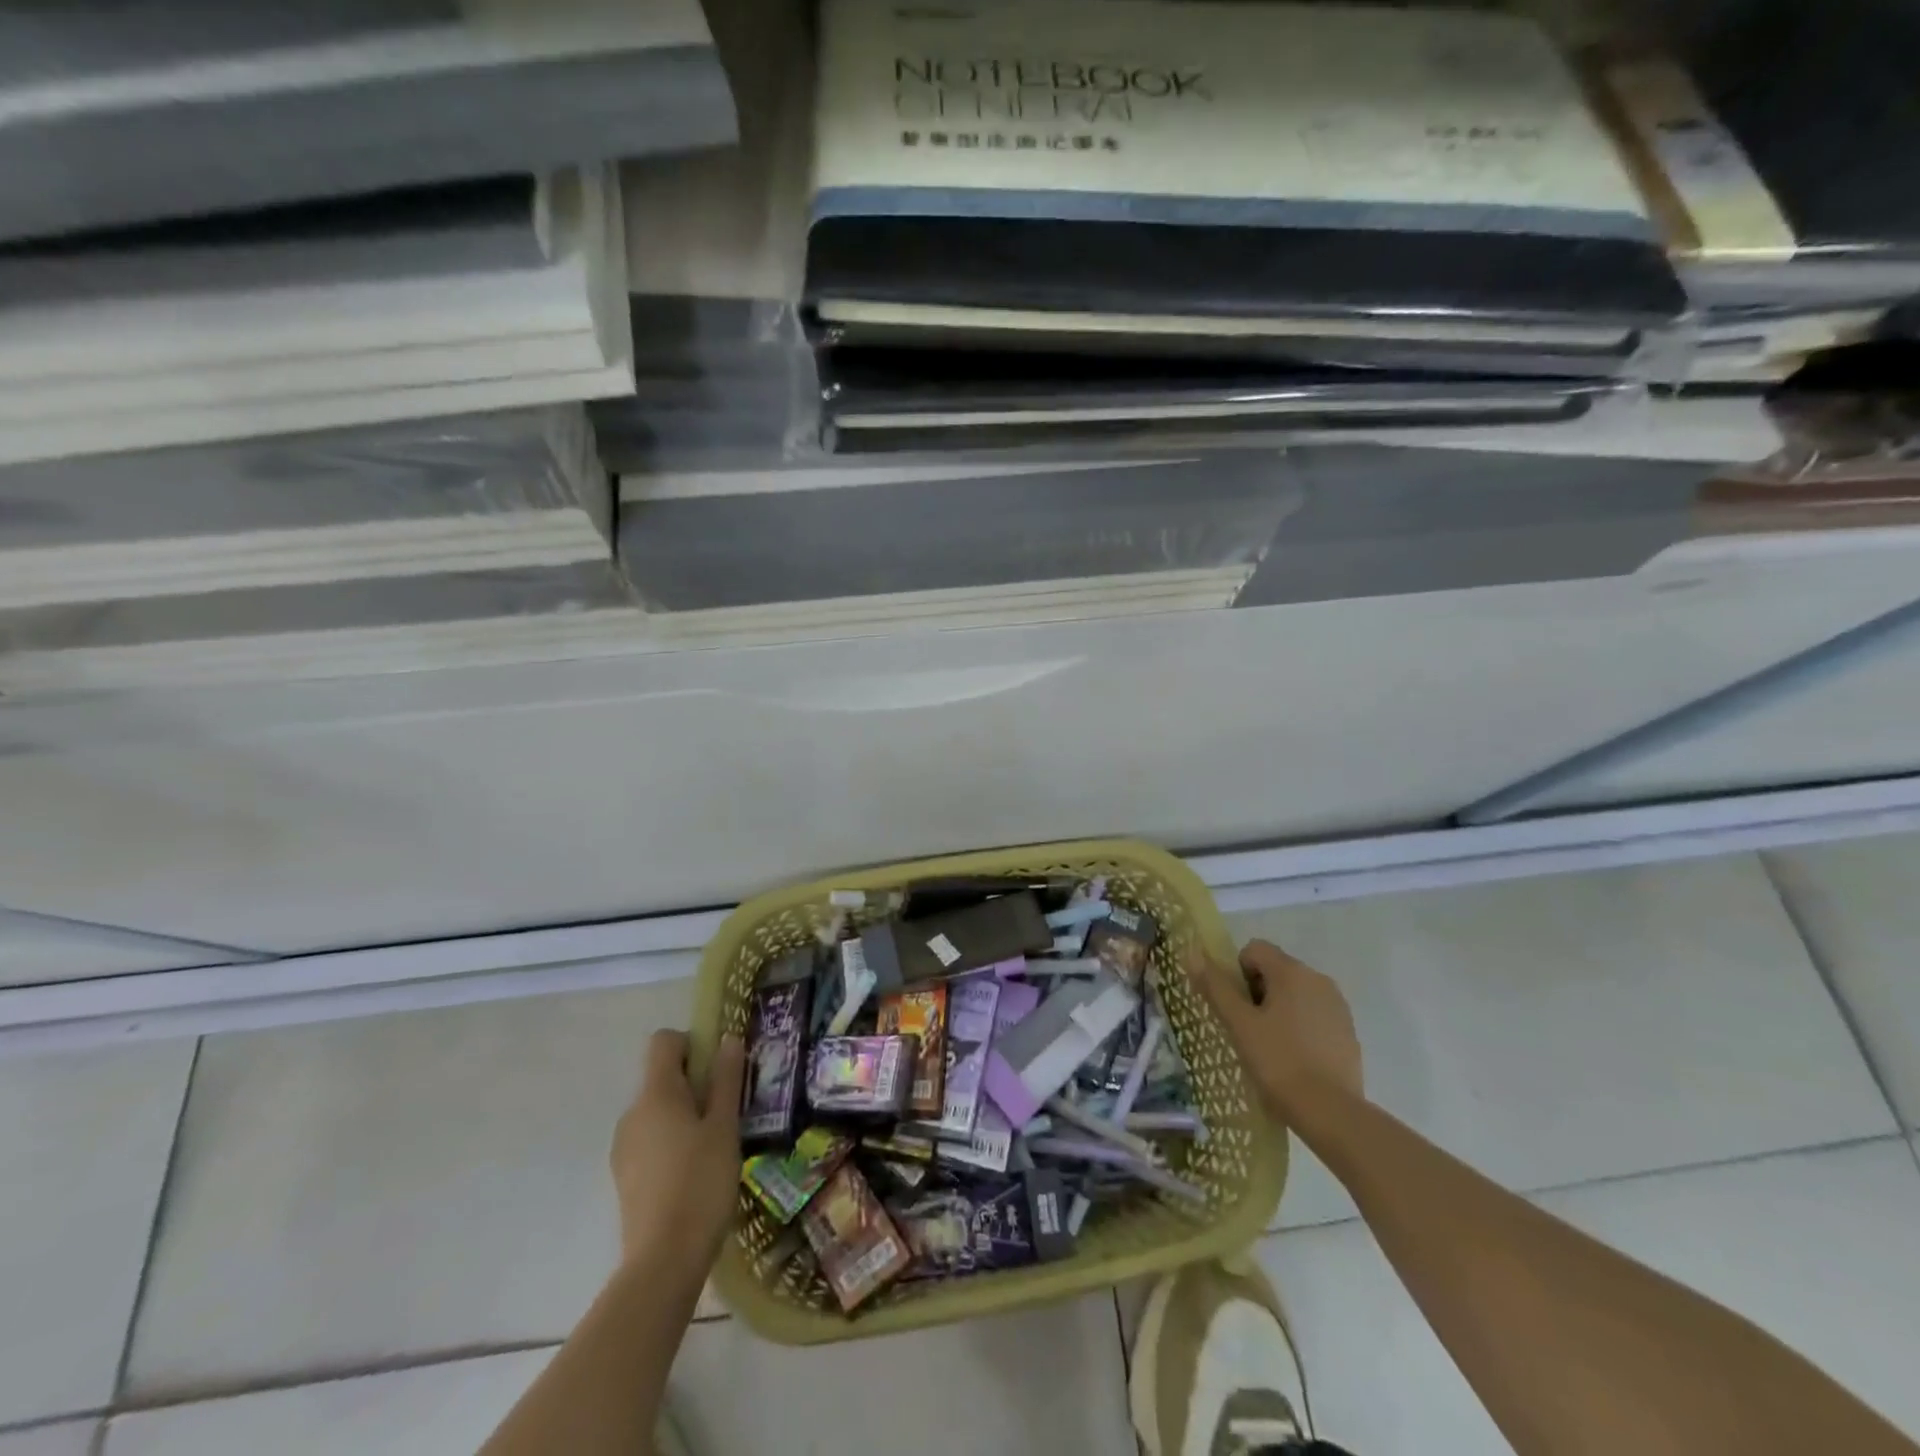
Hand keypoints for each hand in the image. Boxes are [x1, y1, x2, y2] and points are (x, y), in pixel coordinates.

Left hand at [610, 1029, 745, 1270]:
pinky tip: (694, 1173)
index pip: (664, 1041)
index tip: (718, 1069)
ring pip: (657, 1111)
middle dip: (694, 1084)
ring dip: (684, 1115)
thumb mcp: (724, 1127)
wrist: (663, 1262)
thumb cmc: (701, 1183)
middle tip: (727, 1110)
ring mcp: (624, 1147)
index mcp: (655, 1094)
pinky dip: (672, 1142)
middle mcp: (632, 1113)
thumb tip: (727, 1040)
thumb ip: (725, 1080)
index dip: (692, 1044)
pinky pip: (650, 1140)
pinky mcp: (625, 1177)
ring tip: (715, 1146)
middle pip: (662, 1077)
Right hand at [1189, 938, 1363, 1120]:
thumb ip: (1216, 986)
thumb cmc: (1278, 1061)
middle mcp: (1318, 979)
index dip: (1237, 973)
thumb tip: (1192, 953)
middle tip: (1248, 1028)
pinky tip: (1295, 1057)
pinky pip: (1314, 1015)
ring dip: (1279, 1009)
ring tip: (1271, 1045)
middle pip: (1276, 970)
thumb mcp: (1239, 1023)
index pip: (1255, 949)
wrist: (1331, 1112)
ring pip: (1296, 993)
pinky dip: (1300, 1026)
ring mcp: (1337, 1006)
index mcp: (1291, 971)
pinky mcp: (1348, 1032)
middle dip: (1257, 992)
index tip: (1236, 1007)